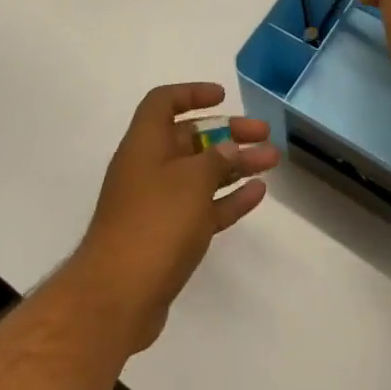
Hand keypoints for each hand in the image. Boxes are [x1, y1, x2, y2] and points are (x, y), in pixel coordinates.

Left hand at [71, 83, 279, 353]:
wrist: (118, 295)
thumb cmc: (155, 222)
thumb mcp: (192, 181)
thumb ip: (215, 159)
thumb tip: (228, 148)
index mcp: (144, 144)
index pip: (163, 103)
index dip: (191, 93)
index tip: (222, 96)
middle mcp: (148, 167)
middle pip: (189, 138)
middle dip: (227, 133)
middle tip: (264, 132)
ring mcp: (157, 204)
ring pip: (201, 174)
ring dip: (235, 165)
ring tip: (272, 161)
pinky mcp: (167, 237)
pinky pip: (202, 207)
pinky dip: (227, 198)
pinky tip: (257, 193)